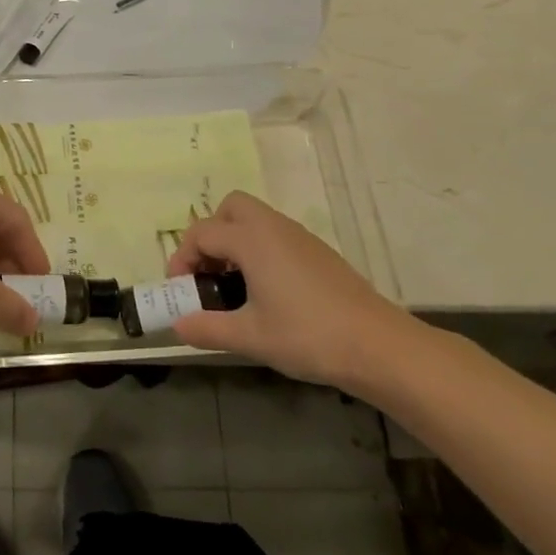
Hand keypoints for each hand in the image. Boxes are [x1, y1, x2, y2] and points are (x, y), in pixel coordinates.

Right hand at [166, 191, 424, 393]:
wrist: (378, 346)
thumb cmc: (307, 335)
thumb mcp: (250, 337)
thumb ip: (207, 328)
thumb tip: (177, 326)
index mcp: (252, 240)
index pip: (202, 233)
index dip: (183, 258)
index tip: (180, 290)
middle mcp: (273, 227)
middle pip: (231, 208)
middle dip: (211, 233)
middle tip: (208, 272)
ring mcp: (299, 237)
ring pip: (256, 219)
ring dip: (235, 241)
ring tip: (233, 285)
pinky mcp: (318, 252)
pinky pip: (276, 235)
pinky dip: (259, 249)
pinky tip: (266, 290)